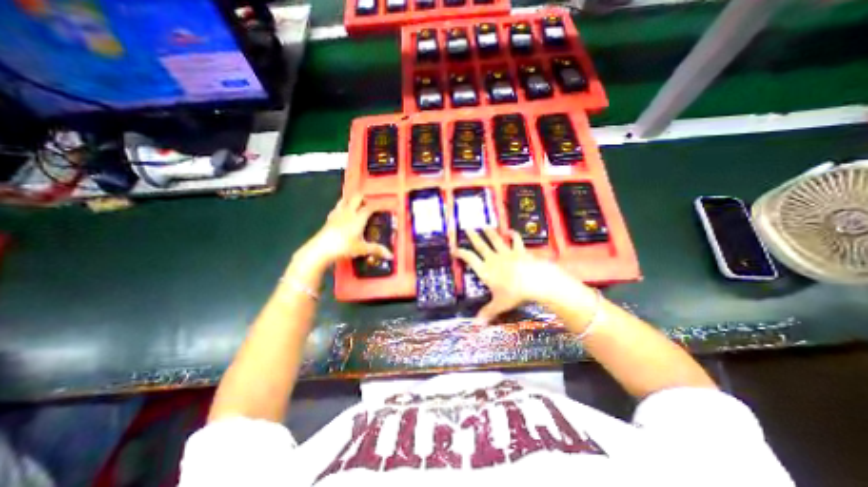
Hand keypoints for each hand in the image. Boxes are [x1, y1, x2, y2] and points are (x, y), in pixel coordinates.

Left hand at [300, 194, 392, 269]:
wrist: (321, 249)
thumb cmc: (344, 247)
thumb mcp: (362, 249)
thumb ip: (376, 249)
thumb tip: (390, 255)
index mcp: (358, 218)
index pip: (370, 207)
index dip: (378, 205)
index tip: (384, 206)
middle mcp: (349, 212)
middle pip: (357, 198)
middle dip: (364, 198)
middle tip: (369, 205)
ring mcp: (337, 213)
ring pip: (345, 199)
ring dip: (352, 200)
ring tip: (357, 205)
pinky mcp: (329, 218)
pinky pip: (337, 207)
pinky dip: (342, 206)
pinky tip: (343, 212)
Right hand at [457, 229, 575, 323]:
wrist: (535, 282)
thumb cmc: (514, 294)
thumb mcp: (499, 305)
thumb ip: (488, 312)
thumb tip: (476, 324)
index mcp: (485, 270)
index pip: (470, 259)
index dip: (461, 253)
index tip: (454, 248)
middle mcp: (493, 259)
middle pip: (481, 245)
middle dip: (473, 236)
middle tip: (467, 228)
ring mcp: (507, 253)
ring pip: (495, 240)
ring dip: (489, 232)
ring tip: (484, 225)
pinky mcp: (520, 251)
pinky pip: (515, 241)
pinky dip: (513, 235)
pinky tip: (510, 231)